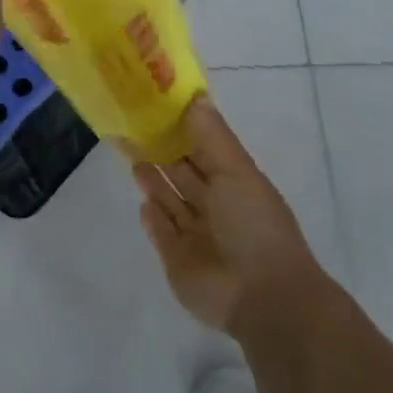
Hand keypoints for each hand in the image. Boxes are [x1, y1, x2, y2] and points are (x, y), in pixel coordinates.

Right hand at [133, 95, 323, 336]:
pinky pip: (161, 233)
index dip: (182, 126)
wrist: (263, 298)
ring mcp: (197, 236)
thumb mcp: (237, 170)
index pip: (204, 148)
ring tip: (129, 152)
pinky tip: (142, 202)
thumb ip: (211, 134)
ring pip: (169, 200)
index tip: (155, 103)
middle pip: (183, 173)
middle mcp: (216, 207)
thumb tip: (196, 95)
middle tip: (131, 124)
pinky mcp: (178, 261)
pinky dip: (153, 217)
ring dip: (152, 180)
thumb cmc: (254, 225)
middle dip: (160, 150)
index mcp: (234, 182)